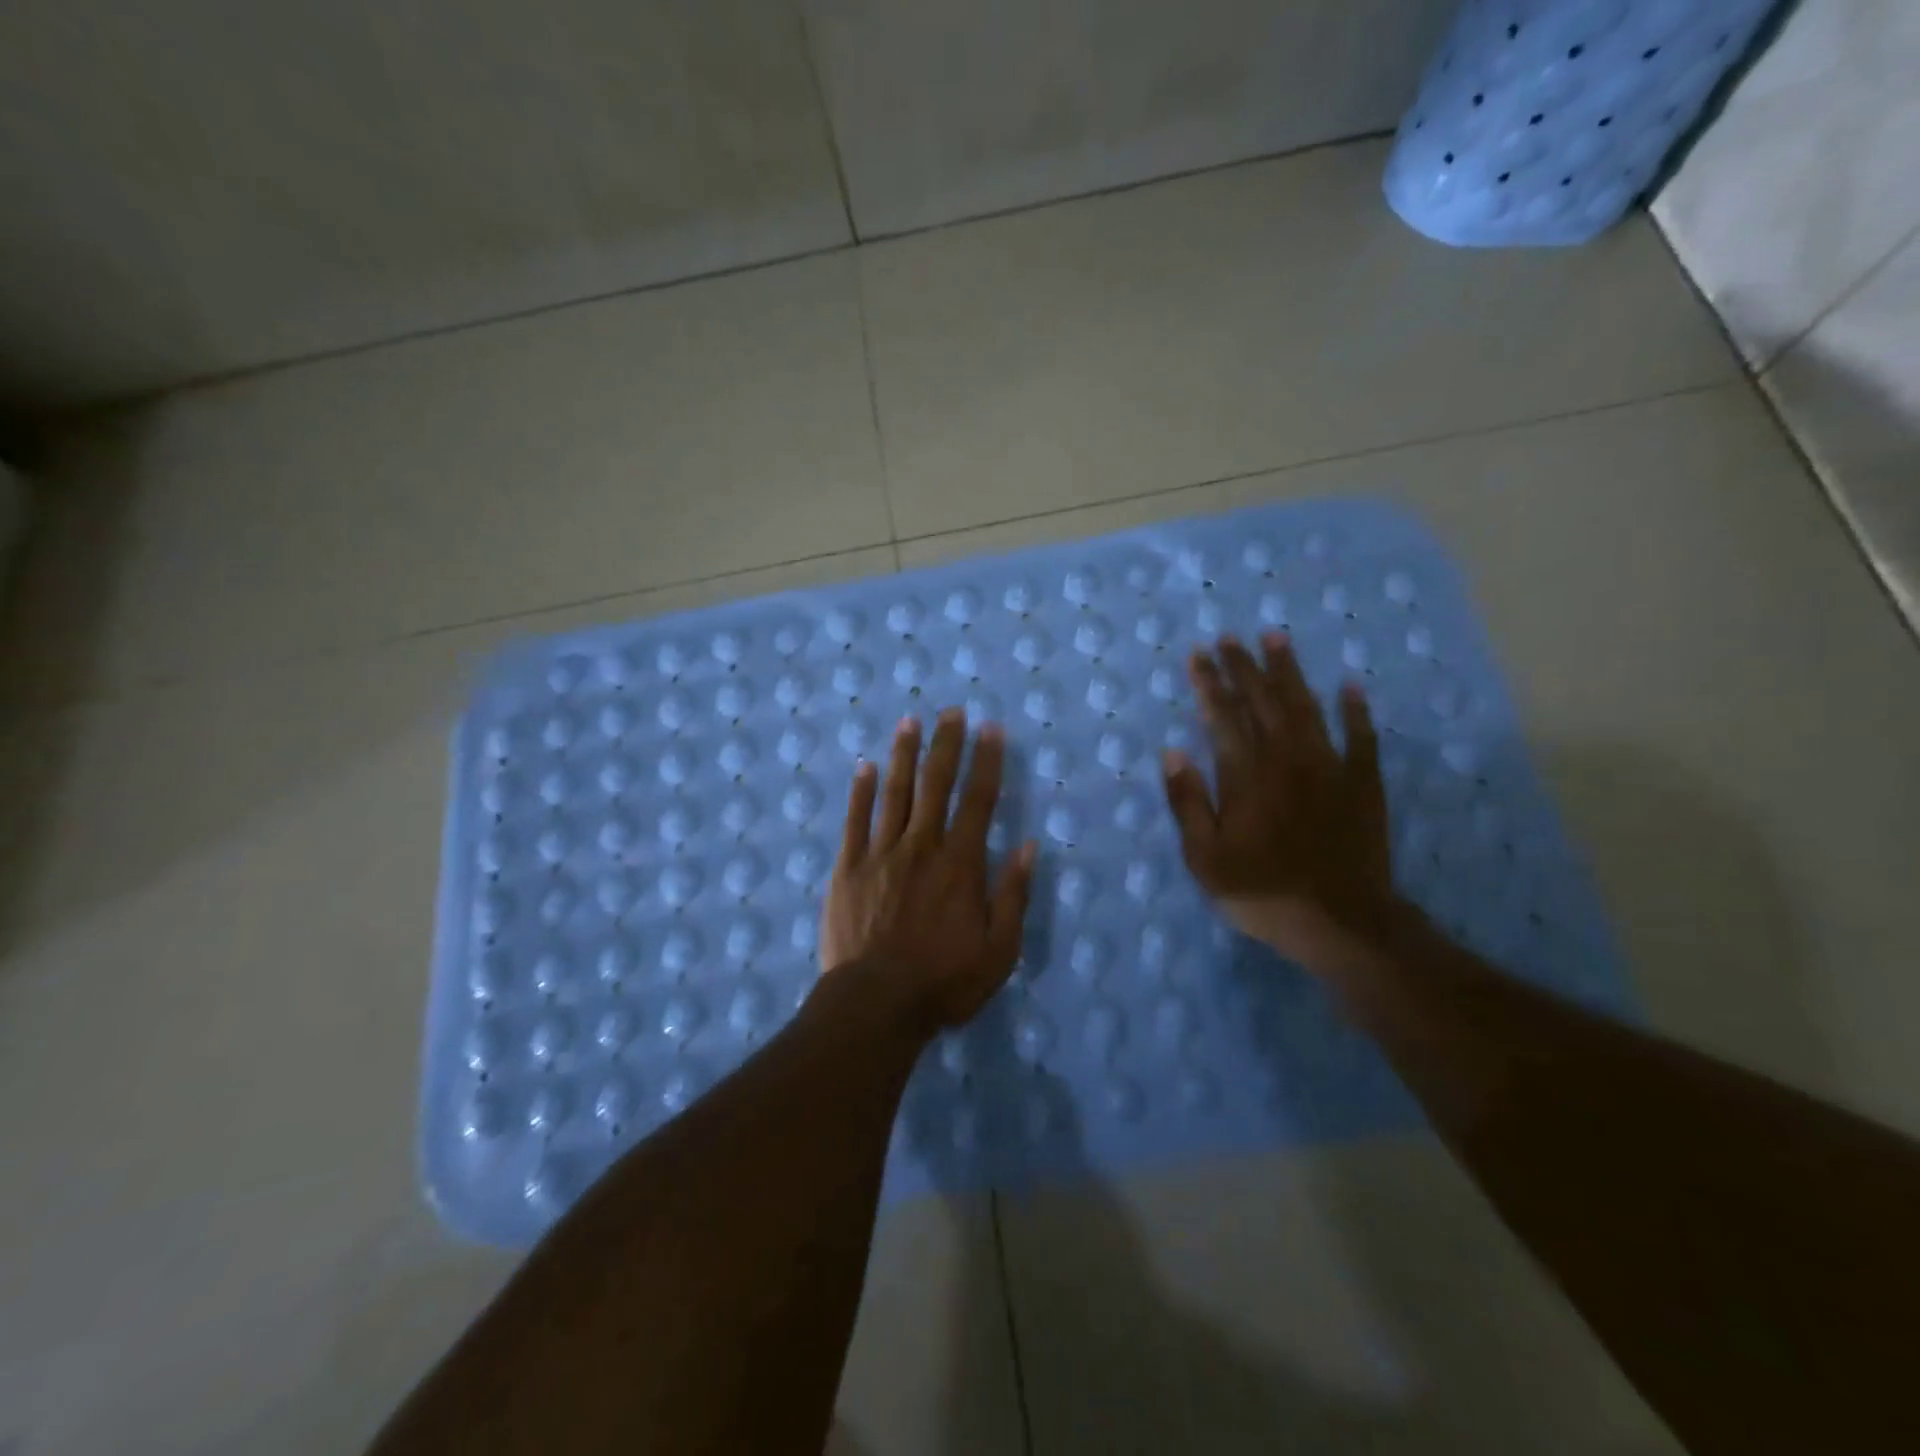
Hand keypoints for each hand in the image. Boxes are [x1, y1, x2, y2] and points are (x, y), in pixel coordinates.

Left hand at [821, 709, 1036, 1031]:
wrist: (875, 1004)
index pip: (979, 800)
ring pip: (894, 793)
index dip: (987, 761)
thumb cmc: (943, 982)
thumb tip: (1030, 846)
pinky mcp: (848, 868)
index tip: (991, 728)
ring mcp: (880, 854)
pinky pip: (855, 820)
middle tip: (950, 711)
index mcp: (960, 864)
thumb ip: (1013, 895)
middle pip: (935, 785)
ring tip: (910, 722)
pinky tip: (864, 766)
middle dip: (946, 745)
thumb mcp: (999, 950)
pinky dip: (861, 791)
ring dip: (903, 755)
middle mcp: (921, 846)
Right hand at [1162, 633, 1395, 972]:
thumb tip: (1172, 754)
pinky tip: (1350, 687)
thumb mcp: (1205, 858)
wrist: (1341, 923)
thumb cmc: (1263, 892)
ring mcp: (1329, 768)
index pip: (1222, 717)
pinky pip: (1361, 737)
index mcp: (1246, 776)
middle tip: (1229, 637)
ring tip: (1275, 639)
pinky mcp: (1362, 784)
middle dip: (1242, 667)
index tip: (1198, 655)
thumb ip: (1188, 803)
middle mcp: (1286, 760)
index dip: (1208, 684)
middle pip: (1262, 702)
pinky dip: (1355, 710)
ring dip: (1289, 672)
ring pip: (1307, 707)